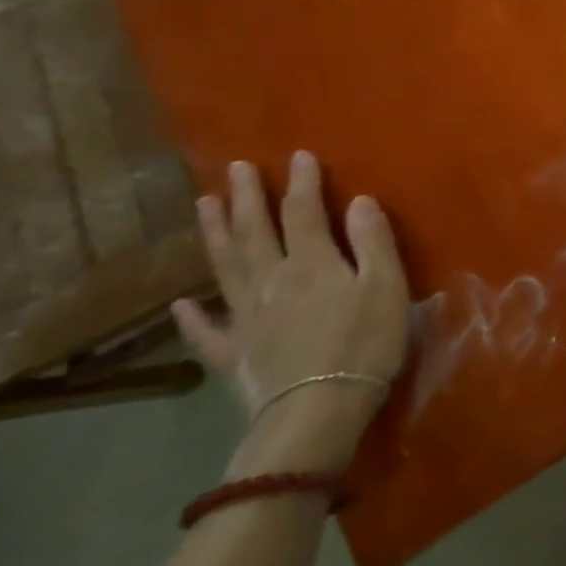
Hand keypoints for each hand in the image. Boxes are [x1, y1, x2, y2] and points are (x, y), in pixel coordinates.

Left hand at [174, 152, 409, 473]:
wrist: (318, 410)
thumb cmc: (365, 344)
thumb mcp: (386, 286)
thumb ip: (373, 242)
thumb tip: (360, 200)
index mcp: (311, 263)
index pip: (304, 212)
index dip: (302, 182)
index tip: (299, 155)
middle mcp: (271, 281)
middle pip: (255, 232)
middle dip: (247, 197)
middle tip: (237, 168)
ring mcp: (246, 317)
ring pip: (225, 267)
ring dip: (214, 234)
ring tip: (203, 204)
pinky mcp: (234, 353)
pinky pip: (206, 331)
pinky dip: (189, 318)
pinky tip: (178, 305)